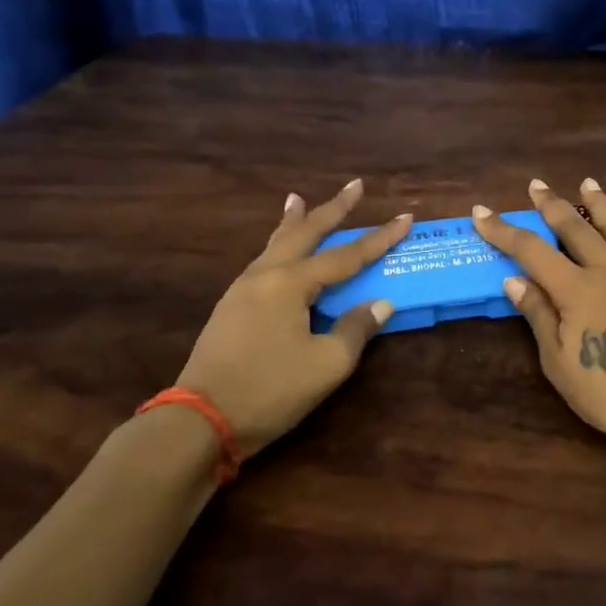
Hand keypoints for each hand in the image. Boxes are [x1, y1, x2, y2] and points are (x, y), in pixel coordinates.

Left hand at [178, 180, 411, 456]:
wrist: (200, 420)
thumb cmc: (270, 390)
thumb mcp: (326, 365)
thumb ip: (356, 329)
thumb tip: (381, 304)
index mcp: (291, 283)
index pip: (346, 255)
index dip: (379, 238)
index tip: (405, 217)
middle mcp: (265, 275)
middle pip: (304, 232)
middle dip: (332, 208)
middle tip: (355, 185)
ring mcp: (242, 289)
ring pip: (276, 243)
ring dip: (295, 221)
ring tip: (298, 199)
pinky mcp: (230, 307)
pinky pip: (263, 261)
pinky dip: (277, 244)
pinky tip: (278, 250)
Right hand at [471, 179, 605, 455]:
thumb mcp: (560, 363)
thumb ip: (539, 316)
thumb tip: (514, 279)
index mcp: (576, 289)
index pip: (531, 250)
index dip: (504, 230)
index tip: (481, 211)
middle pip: (577, 229)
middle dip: (552, 205)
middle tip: (537, 184)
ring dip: (602, 205)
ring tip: (589, 184)